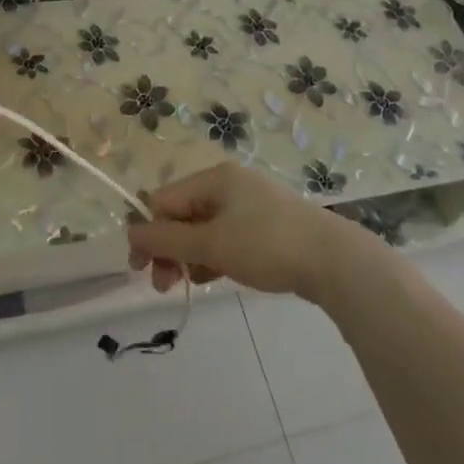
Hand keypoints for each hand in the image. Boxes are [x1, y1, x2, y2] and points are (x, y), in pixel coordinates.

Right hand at [126, 163, 364, 300]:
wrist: (334, 261)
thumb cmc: (267, 245)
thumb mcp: (211, 244)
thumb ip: (167, 239)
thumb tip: (129, 231)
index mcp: (215, 178)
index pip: (164, 200)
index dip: (149, 233)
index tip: (141, 269)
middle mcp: (230, 185)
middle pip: (183, 214)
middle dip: (169, 248)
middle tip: (165, 285)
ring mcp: (251, 205)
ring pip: (204, 229)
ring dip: (190, 255)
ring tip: (193, 283)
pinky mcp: (266, 226)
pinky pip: (226, 237)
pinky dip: (215, 256)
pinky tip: (216, 277)